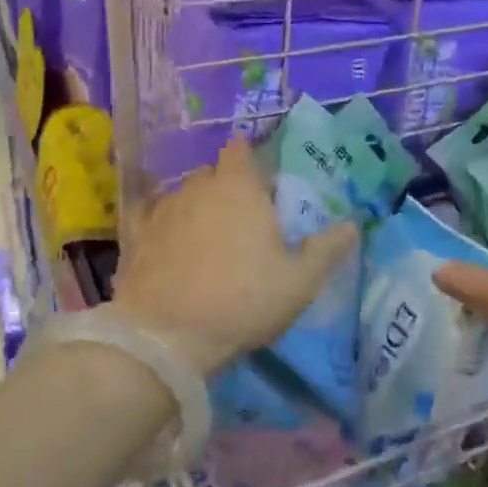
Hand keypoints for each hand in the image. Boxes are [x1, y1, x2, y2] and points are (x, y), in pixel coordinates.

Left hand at [111, 139, 357, 375]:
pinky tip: (167, 243)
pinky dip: (163, 225)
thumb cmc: (243, 300)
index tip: (262, 186)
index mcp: (239, 187)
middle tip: (243, 220)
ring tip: (209, 241)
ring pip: (184, 195)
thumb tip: (351, 225)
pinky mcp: (135, 236)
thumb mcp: (300, 281)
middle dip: (227, 187)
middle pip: (213, 173)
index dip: (251, 161)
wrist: (166, 336)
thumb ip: (327, 249)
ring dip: (197, 208)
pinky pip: (151, 218)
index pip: (241, 149)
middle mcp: (198, 186)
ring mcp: (163, 210)